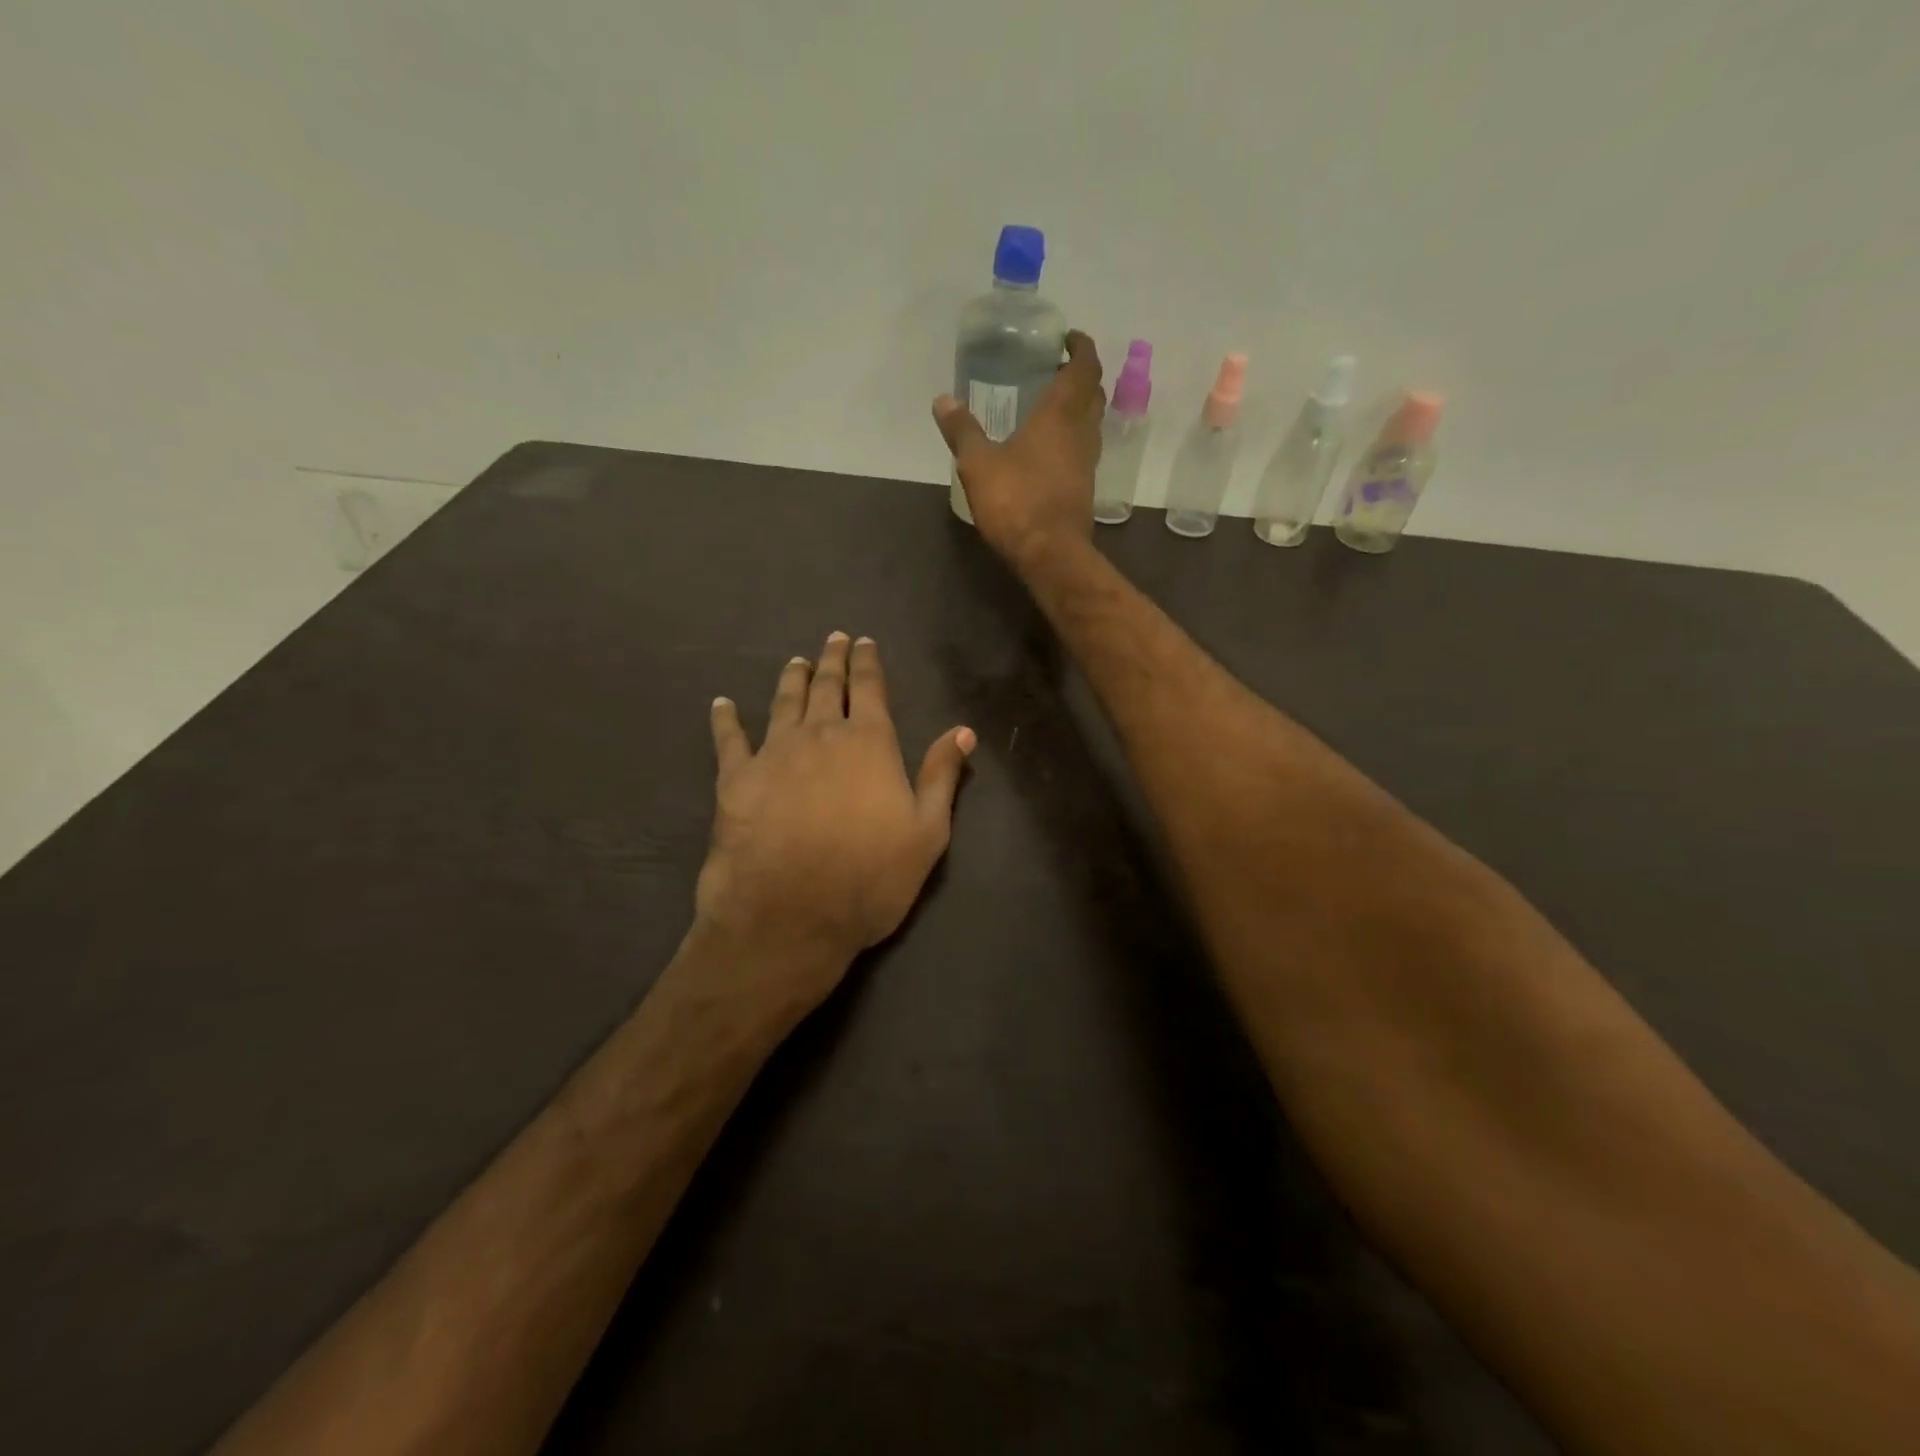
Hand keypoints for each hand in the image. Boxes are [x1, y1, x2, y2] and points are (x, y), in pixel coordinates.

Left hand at [694, 632, 974, 1018]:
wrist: (789, 916)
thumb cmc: (869, 878)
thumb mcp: (927, 833)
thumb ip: (942, 777)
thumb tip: (963, 731)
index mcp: (870, 744)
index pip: (871, 689)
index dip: (868, 663)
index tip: (865, 642)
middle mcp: (821, 735)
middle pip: (828, 687)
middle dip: (832, 660)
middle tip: (833, 639)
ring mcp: (774, 753)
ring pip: (784, 702)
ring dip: (791, 679)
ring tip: (795, 662)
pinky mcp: (736, 778)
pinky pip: (729, 738)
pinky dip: (726, 718)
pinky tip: (722, 704)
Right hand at [934, 330, 1105, 573]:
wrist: (1050, 553)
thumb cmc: (1017, 501)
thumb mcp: (978, 464)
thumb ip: (962, 431)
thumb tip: (942, 400)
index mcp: (1060, 415)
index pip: (1084, 368)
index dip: (1081, 348)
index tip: (1069, 339)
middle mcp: (1081, 432)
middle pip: (1093, 394)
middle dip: (1081, 377)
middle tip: (1058, 370)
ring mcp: (1087, 463)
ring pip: (1091, 423)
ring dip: (1079, 409)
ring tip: (1051, 407)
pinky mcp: (1084, 488)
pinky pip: (1083, 451)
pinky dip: (1072, 438)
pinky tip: (1049, 449)